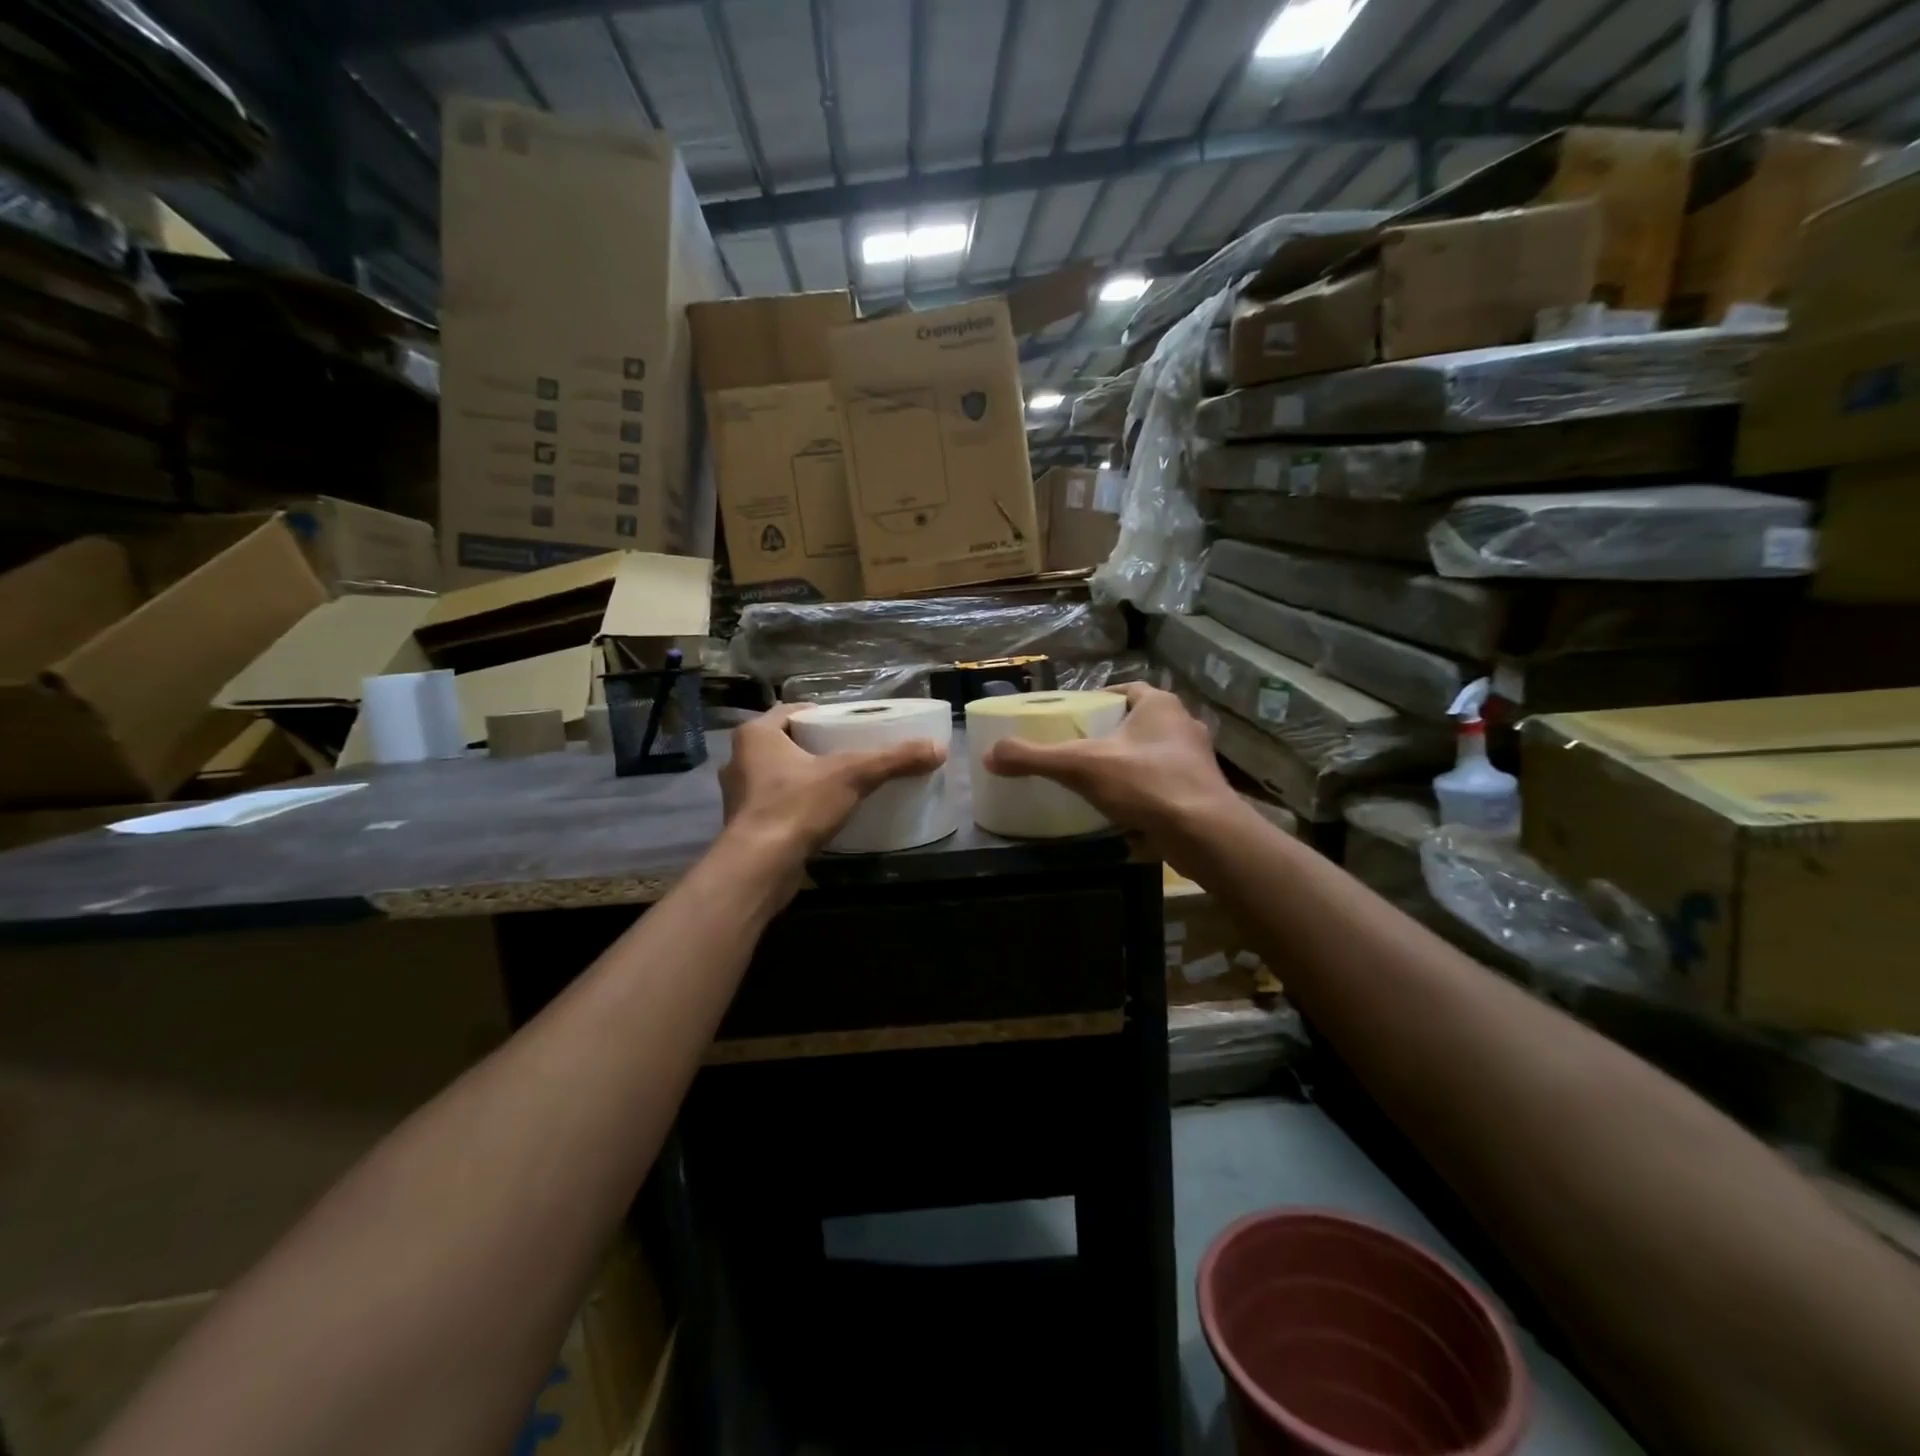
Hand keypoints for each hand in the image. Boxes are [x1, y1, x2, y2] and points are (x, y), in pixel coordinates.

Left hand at [721, 703, 946, 856]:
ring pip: (779, 774)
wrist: (760, 867)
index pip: (792, 711)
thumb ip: (893, 760)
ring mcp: (740, 795)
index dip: (821, 715)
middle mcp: (741, 760)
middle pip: (786, 742)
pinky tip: (823, 813)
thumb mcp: (852, 776)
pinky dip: (798, 804)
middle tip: (850, 751)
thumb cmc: (797, 806)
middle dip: (815, 745)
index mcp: (756, 735)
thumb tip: (938, 749)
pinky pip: (778, 804)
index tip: (848, 725)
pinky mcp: (746, 826)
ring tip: (841, 782)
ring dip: (805, 776)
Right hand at [981, 683, 1239, 857]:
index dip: (1099, 702)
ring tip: (1097, 781)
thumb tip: (990, 755)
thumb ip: (1035, 758)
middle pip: (1138, 722)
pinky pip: (1165, 783)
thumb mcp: (1080, 766)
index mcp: (1159, 705)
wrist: (1204, 833)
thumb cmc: (1144, 783)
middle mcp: (1183, 724)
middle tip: (1080, 752)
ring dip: (1129, 764)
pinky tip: (1124, 809)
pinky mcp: (1203, 791)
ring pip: (1153, 754)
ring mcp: (1196, 759)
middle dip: (1112, 735)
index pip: (1125, 690)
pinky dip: (1145, 791)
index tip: (1075, 720)